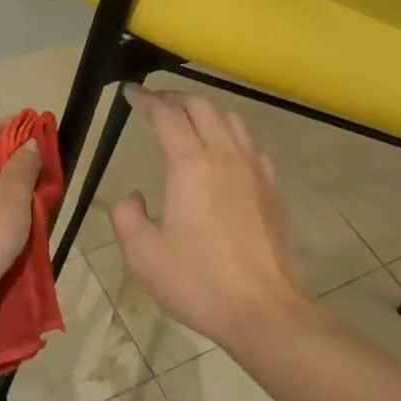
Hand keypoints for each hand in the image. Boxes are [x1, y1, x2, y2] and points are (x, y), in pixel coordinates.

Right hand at [111, 88, 313, 350]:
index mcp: (191, 165)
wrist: (263, 309)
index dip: (146, 99)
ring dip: (207, 112)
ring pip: (233, 121)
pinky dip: (233, 137)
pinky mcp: (273, 190)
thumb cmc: (198, 282)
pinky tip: (226, 156)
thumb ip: (127, 216)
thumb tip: (133, 196)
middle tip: (156, 103)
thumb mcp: (143, 254)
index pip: (166, 116)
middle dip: (176, 98)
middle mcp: (226, 156)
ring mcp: (255, 171)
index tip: (132, 92)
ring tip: (190, 122)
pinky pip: (252, 147)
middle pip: (203, 107)